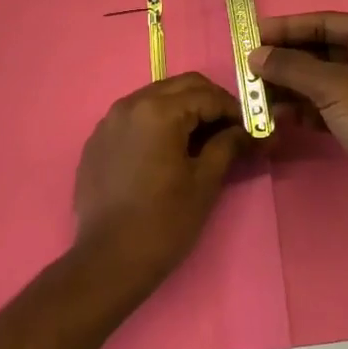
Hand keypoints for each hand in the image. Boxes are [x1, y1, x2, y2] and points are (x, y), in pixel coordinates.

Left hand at [72, 73, 250, 288]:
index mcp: (159, 110)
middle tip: (229, 128)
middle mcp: (130, 104)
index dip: (234, 109)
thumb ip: (228, 145)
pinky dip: (156, 123)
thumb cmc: (163, 222)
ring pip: (156, 97)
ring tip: (200, 140)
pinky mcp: (97, 140)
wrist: (108, 261)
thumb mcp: (204, 182)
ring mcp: (109, 121)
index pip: (207, 95)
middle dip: (209, 102)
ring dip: (182, 109)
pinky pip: (134, 117)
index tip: (250, 127)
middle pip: (180, 86)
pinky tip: (166, 151)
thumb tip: (248, 131)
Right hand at [250, 13, 347, 230]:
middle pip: (320, 51)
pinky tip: (277, 115)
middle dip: (285, 61)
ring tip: (254, 94)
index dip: (286, 28)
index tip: (251, 34)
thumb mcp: (333, 86)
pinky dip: (304, 109)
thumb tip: (255, 55)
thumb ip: (291, 67)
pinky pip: (327, 106)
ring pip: (322, 81)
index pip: (322, 23)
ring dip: (290, 87)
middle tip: (247, 68)